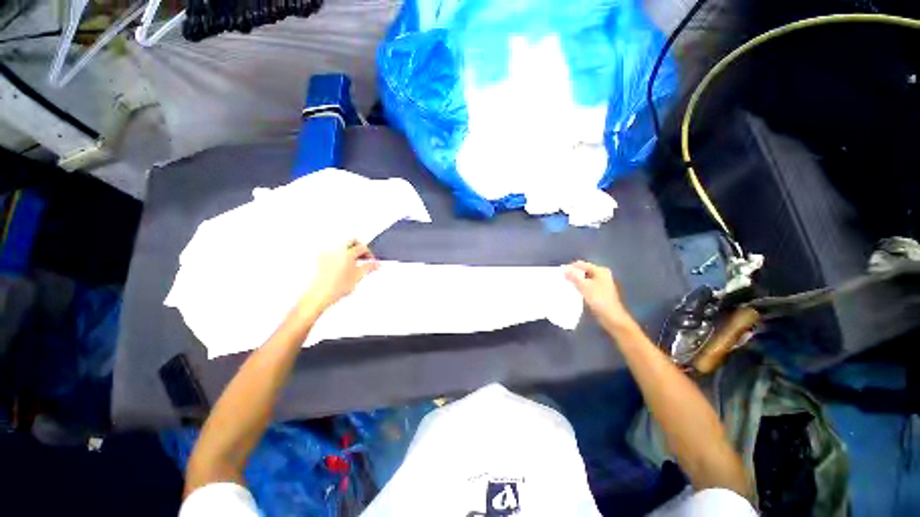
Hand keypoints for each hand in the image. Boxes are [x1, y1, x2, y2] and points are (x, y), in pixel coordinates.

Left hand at [302, 240, 378, 312]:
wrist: (317, 296)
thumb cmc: (333, 288)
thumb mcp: (357, 278)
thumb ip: (368, 268)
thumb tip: (376, 264)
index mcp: (346, 253)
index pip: (362, 247)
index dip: (369, 254)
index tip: (370, 260)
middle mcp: (334, 249)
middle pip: (351, 241)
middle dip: (359, 248)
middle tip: (362, 258)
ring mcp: (325, 252)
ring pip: (341, 244)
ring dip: (349, 250)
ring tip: (351, 262)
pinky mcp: (318, 257)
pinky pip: (331, 249)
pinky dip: (338, 254)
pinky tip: (340, 264)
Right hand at [564, 260, 632, 329]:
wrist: (611, 317)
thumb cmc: (599, 299)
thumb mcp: (584, 286)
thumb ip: (574, 277)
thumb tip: (565, 270)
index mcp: (600, 271)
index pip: (582, 264)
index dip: (571, 267)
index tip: (561, 273)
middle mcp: (601, 275)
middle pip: (583, 271)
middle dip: (573, 275)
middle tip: (562, 279)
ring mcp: (601, 284)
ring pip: (584, 279)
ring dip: (576, 282)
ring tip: (566, 285)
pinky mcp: (599, 292)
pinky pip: (586, 286)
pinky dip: (580, 287)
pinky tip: (573, 291)